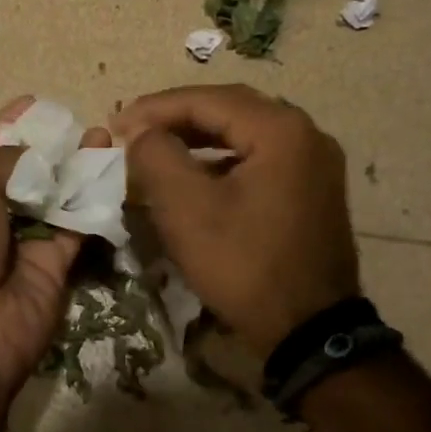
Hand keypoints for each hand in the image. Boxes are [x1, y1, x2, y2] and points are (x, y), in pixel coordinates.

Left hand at [0, 98, 106, 405]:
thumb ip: (4, 160)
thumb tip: (34, 152)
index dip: (7, 125)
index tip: (35, 102)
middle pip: (23, 172)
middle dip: (48, 146)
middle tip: (78, 119)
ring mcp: (22, 240)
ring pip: (55, 196)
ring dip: (76, 167)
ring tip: (104, 135)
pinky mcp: (55, 264)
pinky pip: (77, 224)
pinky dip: (94, 198)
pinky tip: (111, 168)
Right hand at [116, 84, 359, 357]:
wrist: (309, 332)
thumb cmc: (244, 265)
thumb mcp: (186, 209)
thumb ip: (155, 156)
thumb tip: (141, 132)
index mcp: (281, 130)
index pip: (207, 99)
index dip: (155, 108)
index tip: (115, 122)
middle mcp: (306, 134)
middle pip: (230, 108)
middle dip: (176, 116)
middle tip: (134, 129)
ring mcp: (315, 163)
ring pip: (245, 133)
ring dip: (198, 136)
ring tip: (157, 147)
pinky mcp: (313, 189)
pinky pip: (260, 157)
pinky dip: (222, 158)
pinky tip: (195, 175)